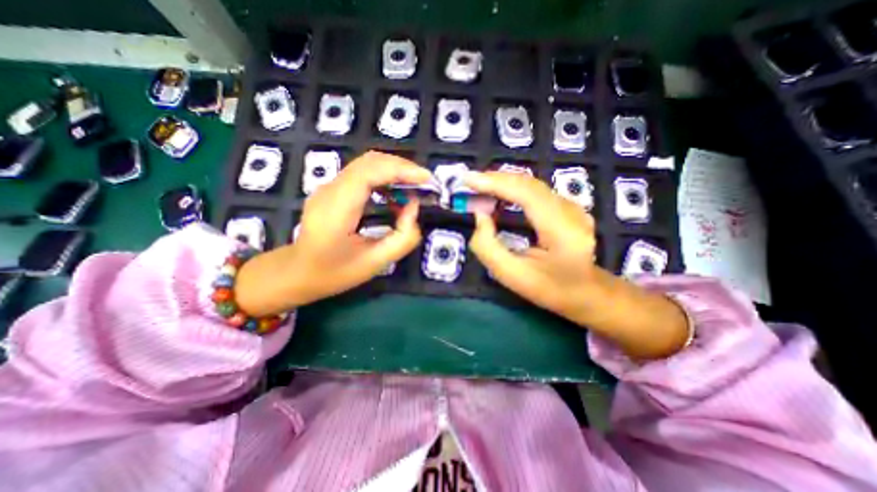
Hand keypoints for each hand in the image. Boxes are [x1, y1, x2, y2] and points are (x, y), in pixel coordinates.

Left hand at [235, 152, 431, 316]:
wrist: (296, 273)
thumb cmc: (334, 272)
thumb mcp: (375, 263)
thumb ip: (402, 238)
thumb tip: (413, 208)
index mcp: (337, 209)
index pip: (370, 172)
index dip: (401, 170)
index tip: (426, 179)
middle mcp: (330, 190)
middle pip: (370, 161)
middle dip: (402, 167)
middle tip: (424, 183)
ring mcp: (329, 187)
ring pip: (367, 164)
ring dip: (394, 170)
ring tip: (414, 187)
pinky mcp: (333, 189)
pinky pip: (363, 173)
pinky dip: (384, 176)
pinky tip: (394, 193)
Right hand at [465, 170, 691, 359]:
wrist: (587, 292)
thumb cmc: (550, 288)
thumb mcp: (512, 276)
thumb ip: (488, 248)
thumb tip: (480, 216)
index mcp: (561, 230)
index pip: (525, 193)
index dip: (494, 183)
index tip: (467, 180)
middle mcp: (570, 211)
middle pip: (528, 184)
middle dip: (495, 180)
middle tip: (469, 183)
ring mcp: (572, 206)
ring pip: (531, 184)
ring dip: (502, 182)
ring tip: (479, 187)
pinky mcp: (567, 206)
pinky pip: (535, 190)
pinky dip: (513, 188)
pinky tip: (499, 193)